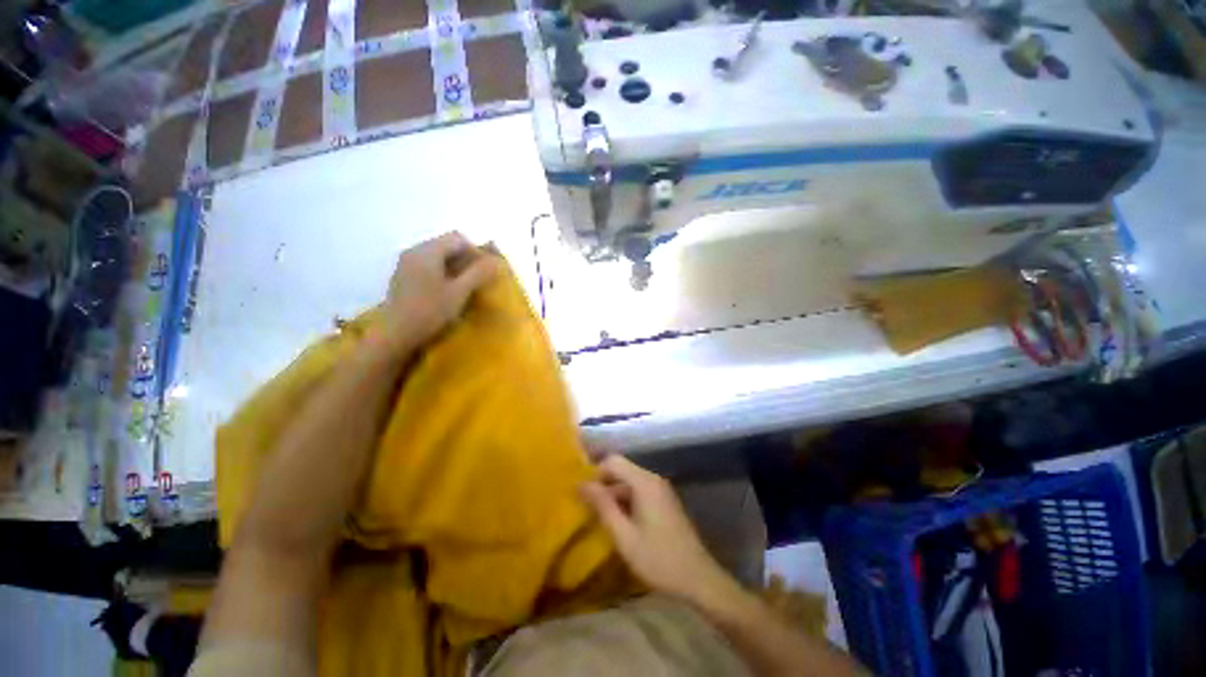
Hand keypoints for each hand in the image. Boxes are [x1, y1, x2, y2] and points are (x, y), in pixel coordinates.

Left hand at [379, 232, 498, 352]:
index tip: (485, 272)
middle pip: (446, 244)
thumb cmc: (430, 312)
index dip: (476, 252)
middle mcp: (414, 251)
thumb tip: (496, 261)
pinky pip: (428, 265)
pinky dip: (442, 272)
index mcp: (427, 251)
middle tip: (477, 279)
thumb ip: (478, 273)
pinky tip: (446, 291)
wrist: (396, 335)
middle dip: (466, 258)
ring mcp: (406, 263)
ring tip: (464, 286)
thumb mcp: (459, 292)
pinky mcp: (403, 276)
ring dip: (455, 266)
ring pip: (437, 255)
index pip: (458, 238)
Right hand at [581, 455, 740, 609]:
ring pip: (629, 482)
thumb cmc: (658, 559)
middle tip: (585, 508)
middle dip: (603, 485)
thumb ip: (603, 506)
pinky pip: (639, 492)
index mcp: (644, 482)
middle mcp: (653, 479)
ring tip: (598, 518)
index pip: (613, 461)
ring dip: (613, 495)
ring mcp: (661, 490)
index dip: (595, 473)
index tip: (581, 494)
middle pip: (622, 470)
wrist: (698, 579)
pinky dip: (626, 501)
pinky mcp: (665, 501)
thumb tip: (582, 484)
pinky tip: (619, 523)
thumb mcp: (624, 536)